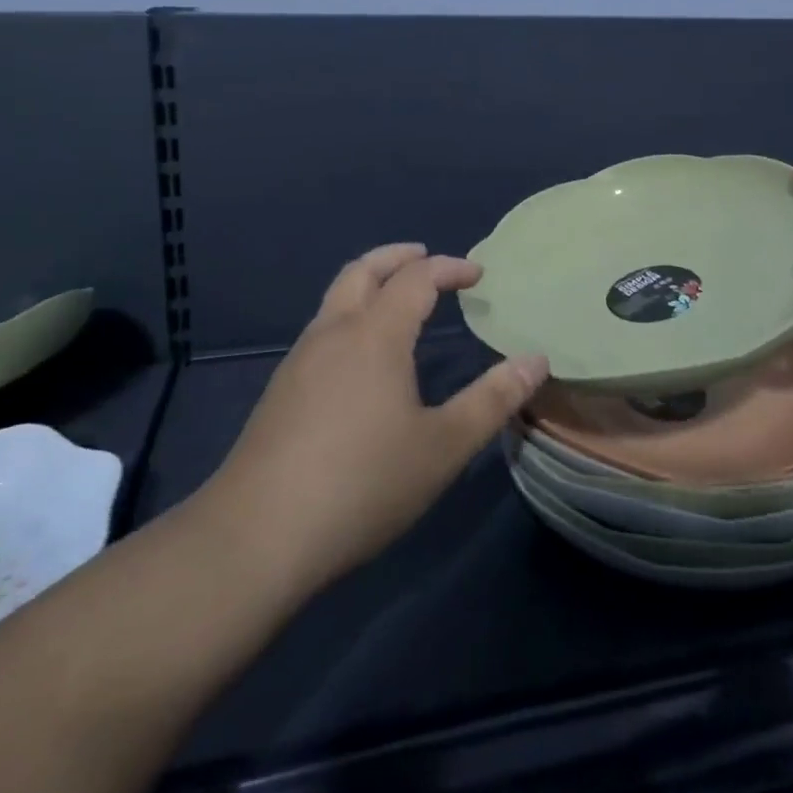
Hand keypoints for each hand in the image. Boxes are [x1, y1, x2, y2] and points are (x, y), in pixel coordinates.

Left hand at [198, 244, 549, 598]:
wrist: (256, 536)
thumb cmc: (362, 483)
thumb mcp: (442, 447)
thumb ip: (492, 400)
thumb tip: (536, 360)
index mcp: (375, 335)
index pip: (416, 279)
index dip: (449, 268)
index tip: (477, 274)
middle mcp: (334, 333)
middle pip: (363, 270)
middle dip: (398, 257)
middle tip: (425, 257)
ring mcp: (299, 360)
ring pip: (335, 298)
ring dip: (369, 284)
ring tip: (396, 301)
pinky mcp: (280, 390)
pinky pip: (322, 330)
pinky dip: (350, 316)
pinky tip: (360, 357)